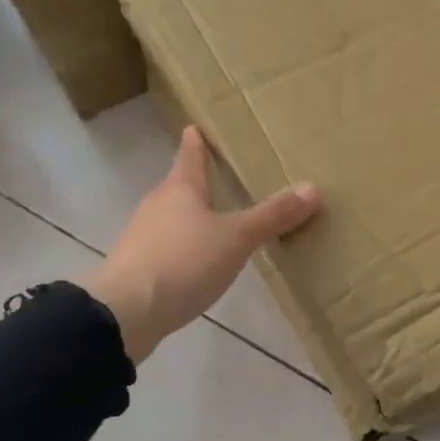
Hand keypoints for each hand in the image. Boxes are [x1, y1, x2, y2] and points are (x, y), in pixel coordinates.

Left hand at [88, 126, 322, 361]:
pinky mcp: (138, 268)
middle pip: (179, 186)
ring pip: (172, 218)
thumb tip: (313, 188)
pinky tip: (199, 262)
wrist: (126, 313)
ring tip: (218, 221)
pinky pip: (168, 248)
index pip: (189, 155)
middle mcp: (157, 206)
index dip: (196, 141)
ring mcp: (143, 237)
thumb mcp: (236, 238)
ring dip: (192, 218)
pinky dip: (185, 248)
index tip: (195, 126)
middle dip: (199, 182)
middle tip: (223, 177)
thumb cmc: (182, 262)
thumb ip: (272, 216)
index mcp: (179, 189)